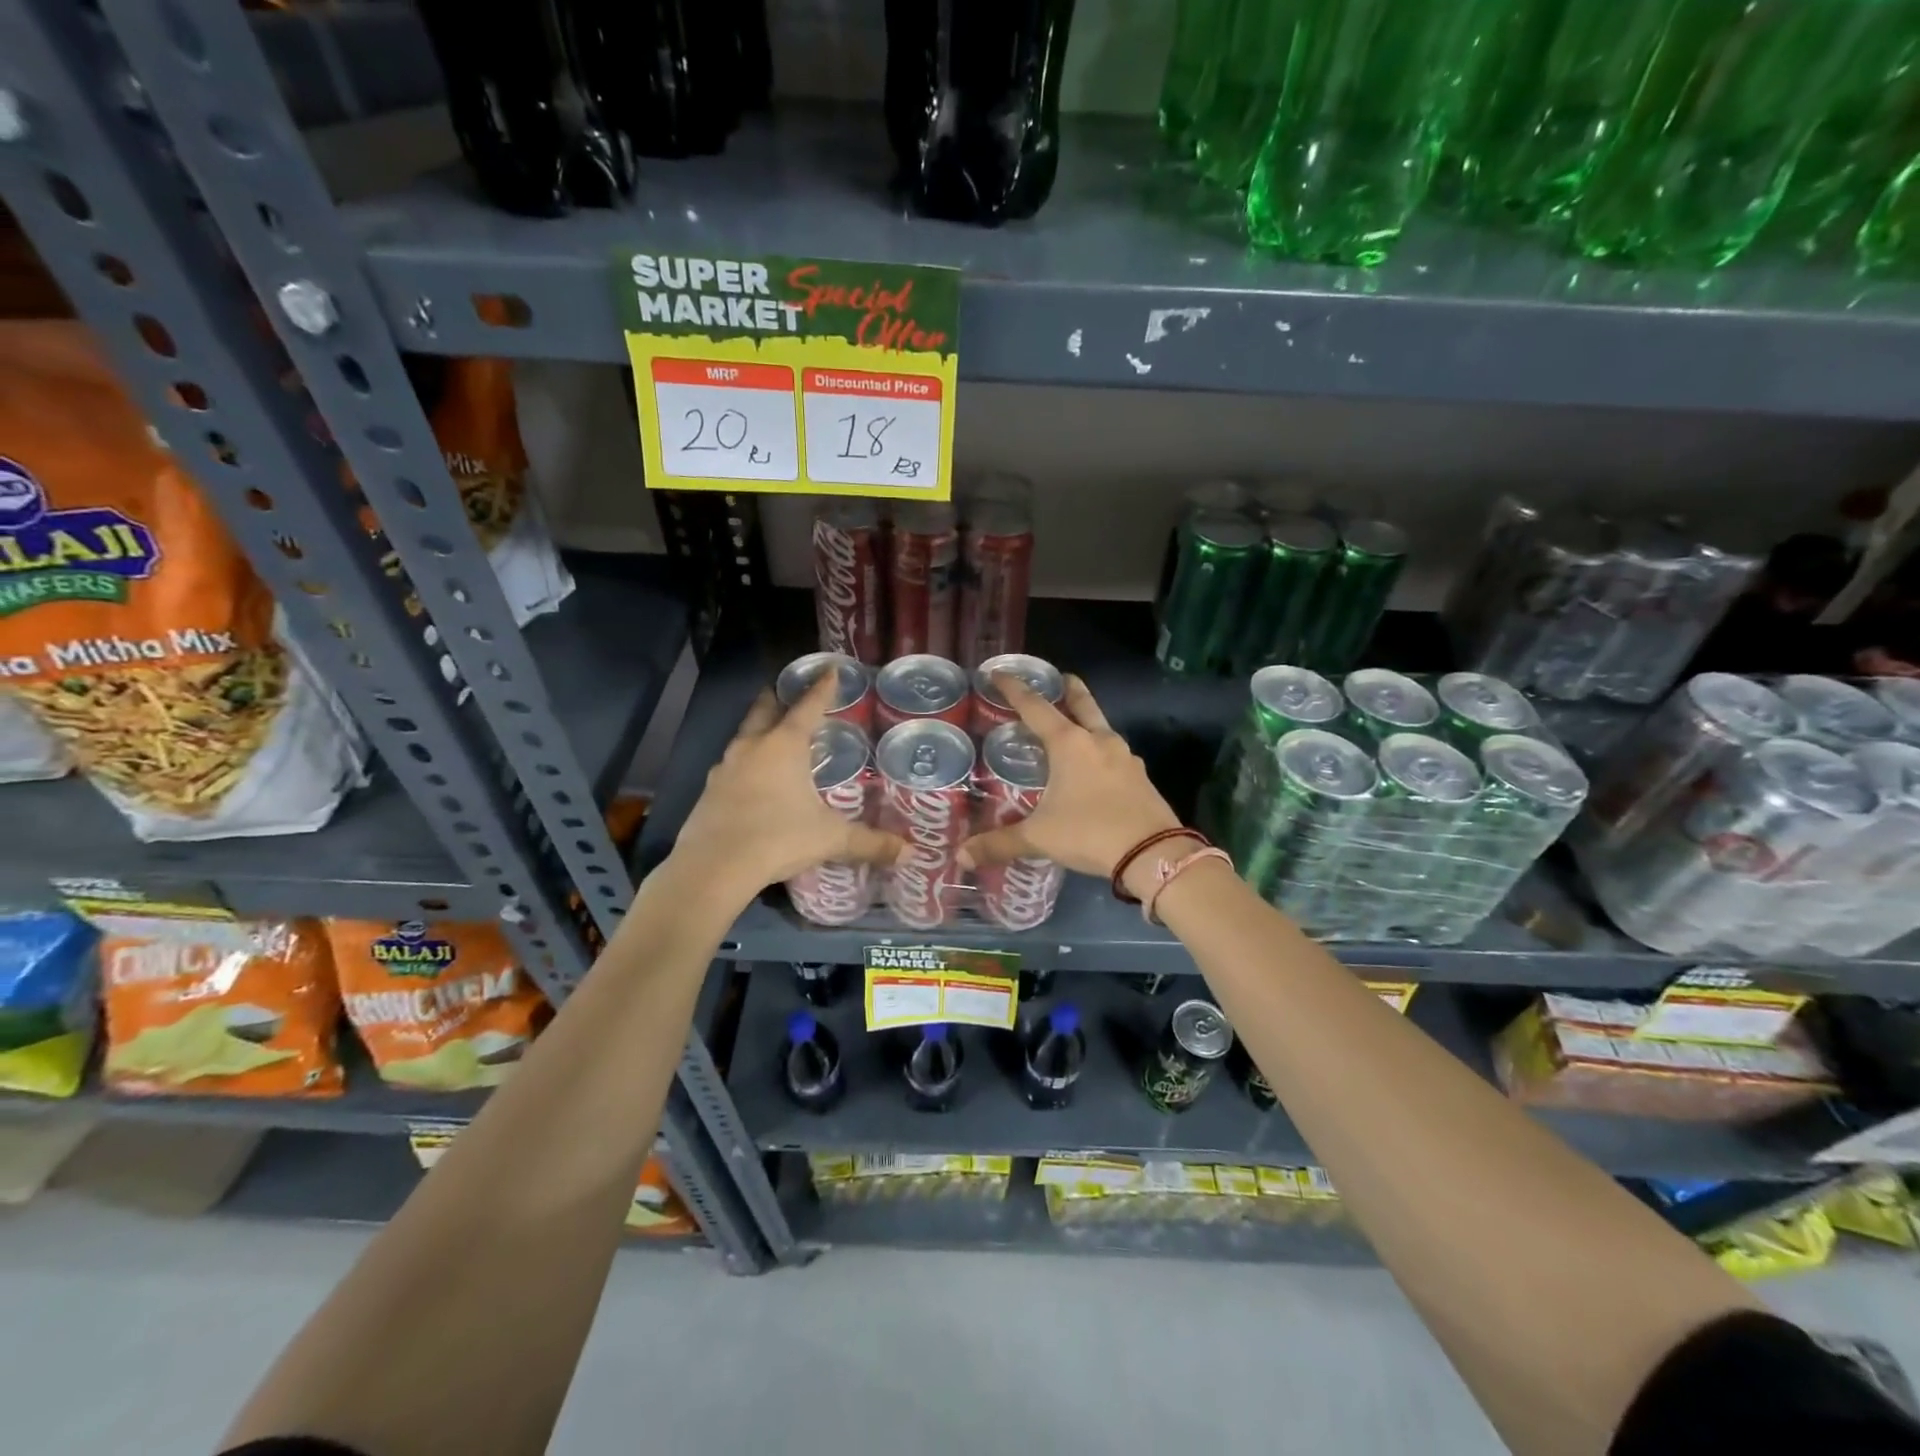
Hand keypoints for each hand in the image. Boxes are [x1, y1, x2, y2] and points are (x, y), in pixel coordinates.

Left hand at [672, 671, 903, 900]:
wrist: (713, 867)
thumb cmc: (778, 838)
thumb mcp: (830, 839)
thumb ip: (869, 842)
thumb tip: (910, 853)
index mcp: (784, 745)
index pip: (808, 706)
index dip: (822, 688)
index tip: (829, 670)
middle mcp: (752, 747)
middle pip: (764, 710)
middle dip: (777, 698)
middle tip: (788, 693)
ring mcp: (725, 767)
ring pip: (744, 736)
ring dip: (759, 730)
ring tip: (773, 736)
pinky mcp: (709, 791)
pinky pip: (732, 765)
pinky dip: (746, 763)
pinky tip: (753, 779)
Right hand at [959, 673, 1182, 891]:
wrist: (1153, 853)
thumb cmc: (1089, 833)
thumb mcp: (1039, 838)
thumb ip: (999, 844)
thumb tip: (960, 856)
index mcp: (1069, 744)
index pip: (1035, 708)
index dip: (1015, 689)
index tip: (999, 673)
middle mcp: (1099, 742)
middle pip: (1082, 705)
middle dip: (1070, 690)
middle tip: (1061, 678)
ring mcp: (1126, 758)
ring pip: (1102, 729)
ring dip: (1089, 722)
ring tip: (1076, 729)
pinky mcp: (1142, 778)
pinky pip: (1116, 757)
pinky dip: (1102, 754)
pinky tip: (1097, 770)